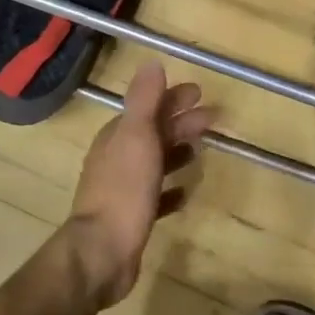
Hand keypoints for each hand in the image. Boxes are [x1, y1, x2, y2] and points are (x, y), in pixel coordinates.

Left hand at [62, 61, 216, 309]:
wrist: (102, 252)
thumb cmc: (123, 189)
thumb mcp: (136, 136)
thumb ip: (144, 100)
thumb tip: (152, 63)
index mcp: (117, 136)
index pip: (147, 108)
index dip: (172, 98)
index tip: (200, 93)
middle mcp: (117, 158)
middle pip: (153, 133)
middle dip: (180, 123)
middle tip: (213, 120)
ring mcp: (122, 189)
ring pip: (154, 162)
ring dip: (176, 152)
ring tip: (200, 151)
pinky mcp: (131, 218)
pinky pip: (155, 197)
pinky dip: (171, 190)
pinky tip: (186, 192)